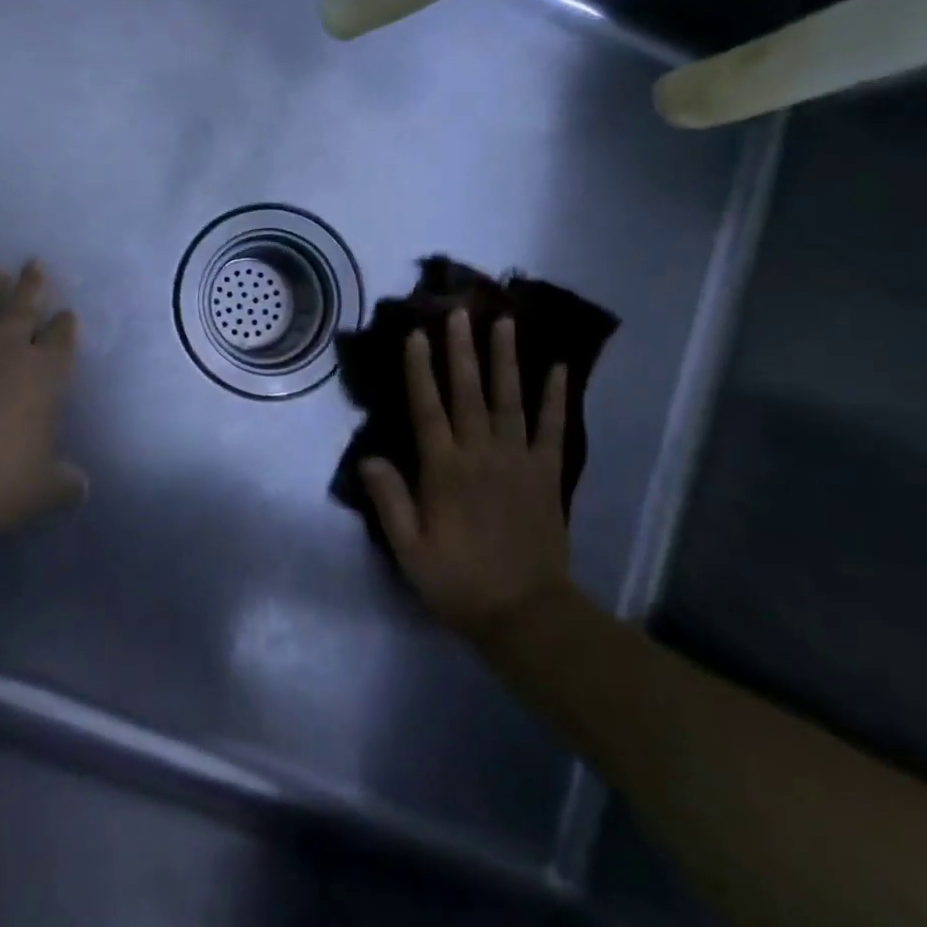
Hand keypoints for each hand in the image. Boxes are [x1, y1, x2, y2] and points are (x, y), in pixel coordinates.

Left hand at [0, 262, 86, 532]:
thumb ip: (64, 483)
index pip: (59, 341)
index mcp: (41, 375)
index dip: (65, 326)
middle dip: (31, 286)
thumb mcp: (42, 489)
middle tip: (34, 263)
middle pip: (22, 308)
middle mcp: (2, 347)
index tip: (67, 312)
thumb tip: (82, 488)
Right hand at [360, 310, 572, 633]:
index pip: (427, 409)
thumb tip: (367, 456)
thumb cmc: (458, 581)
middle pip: (468, 393)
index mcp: (443, 470)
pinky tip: (559, 368)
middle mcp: (480, 454)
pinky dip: (555, 397)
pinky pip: (552, 429)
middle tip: (459, 312)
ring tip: (503, 323)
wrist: (526, 615)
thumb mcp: (409, 549)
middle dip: (461, 350)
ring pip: (509, 400)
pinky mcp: (546, 474)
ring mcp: (517, 461)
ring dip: (505, 359)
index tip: (416, 335)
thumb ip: (389, 499)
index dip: (419, 370)